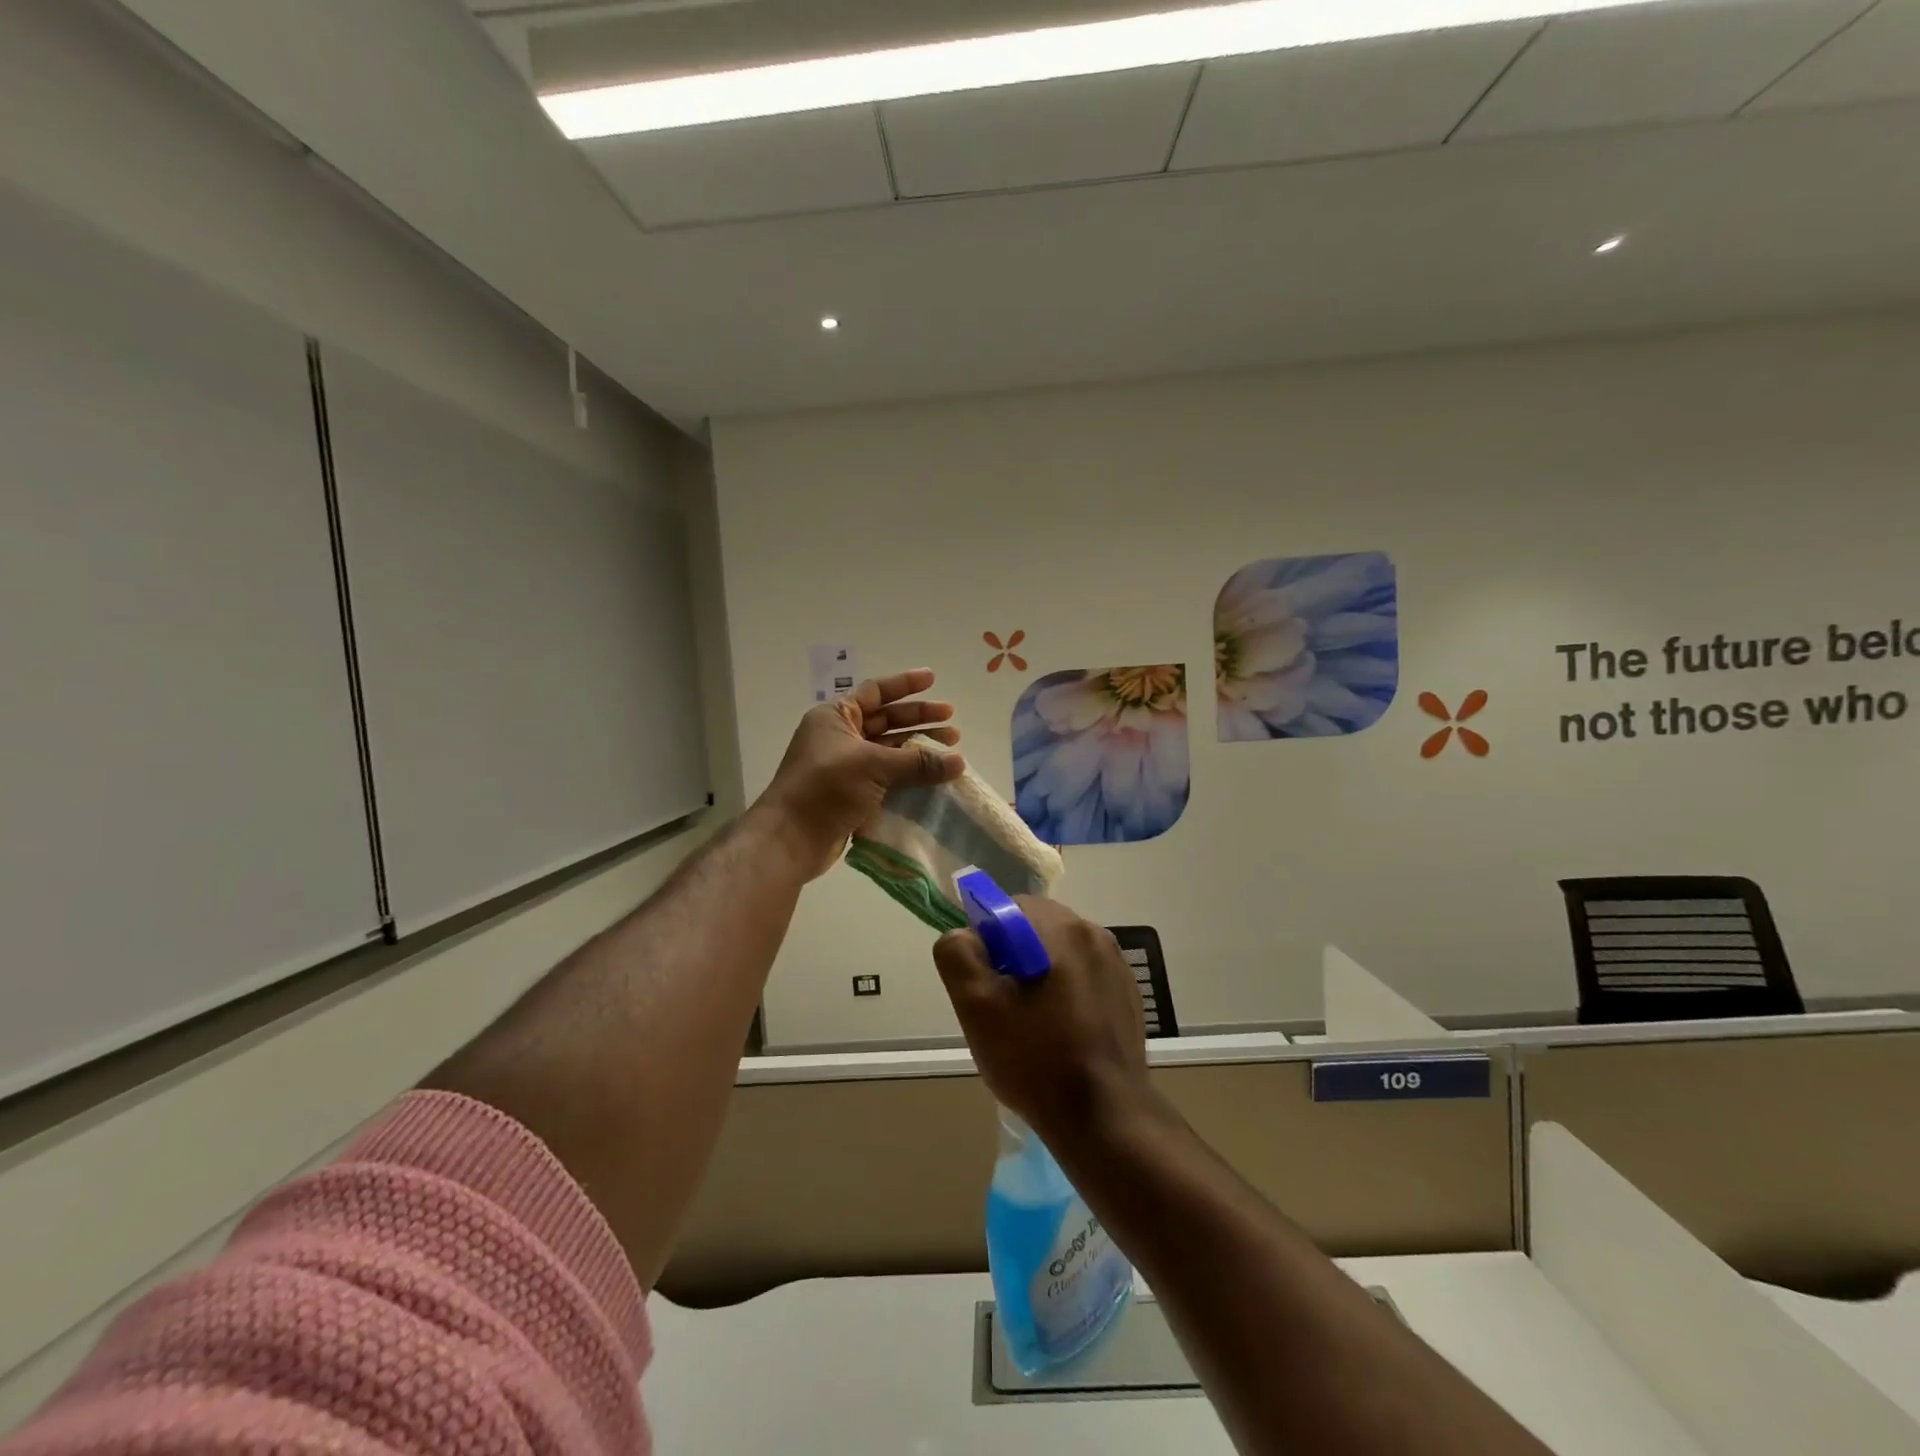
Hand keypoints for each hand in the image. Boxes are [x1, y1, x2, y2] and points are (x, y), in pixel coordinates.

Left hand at [754, 668, 964, 878]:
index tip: (933, 679)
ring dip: (919, 750)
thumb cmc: (826, 787)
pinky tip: (934, 779)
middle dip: (920, 720)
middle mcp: (841, 737)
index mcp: (836, 717)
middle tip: (953, 723)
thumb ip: (918, 762)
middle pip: (887, 720)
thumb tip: (959, 761)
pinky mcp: (853, 793)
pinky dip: (910, 776)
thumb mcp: (873, 766)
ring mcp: (846, 766)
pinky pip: (888, 777)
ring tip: (952, 751)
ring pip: (890, 750)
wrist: (792, 838)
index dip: (905, 684)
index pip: (875, 691)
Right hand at [934, 897, 1150, 1142]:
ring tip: (1031, 1024)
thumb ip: (958, 954)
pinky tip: (1061, 1033)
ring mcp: (1116, 964)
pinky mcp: (1128, 993)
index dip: (986, 940)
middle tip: (1002, 1005)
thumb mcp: (977, 1006)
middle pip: (1035, 928)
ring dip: (1040, 975)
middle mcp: (1094, 933)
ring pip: (1060, 952)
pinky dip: (1066, 992)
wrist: (1104, 1117)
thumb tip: (965, 936)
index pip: (1008, 908)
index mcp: (1060, 927)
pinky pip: (1084, 976)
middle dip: (1013, 957)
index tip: (984, 982)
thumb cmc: (1035, 1058)